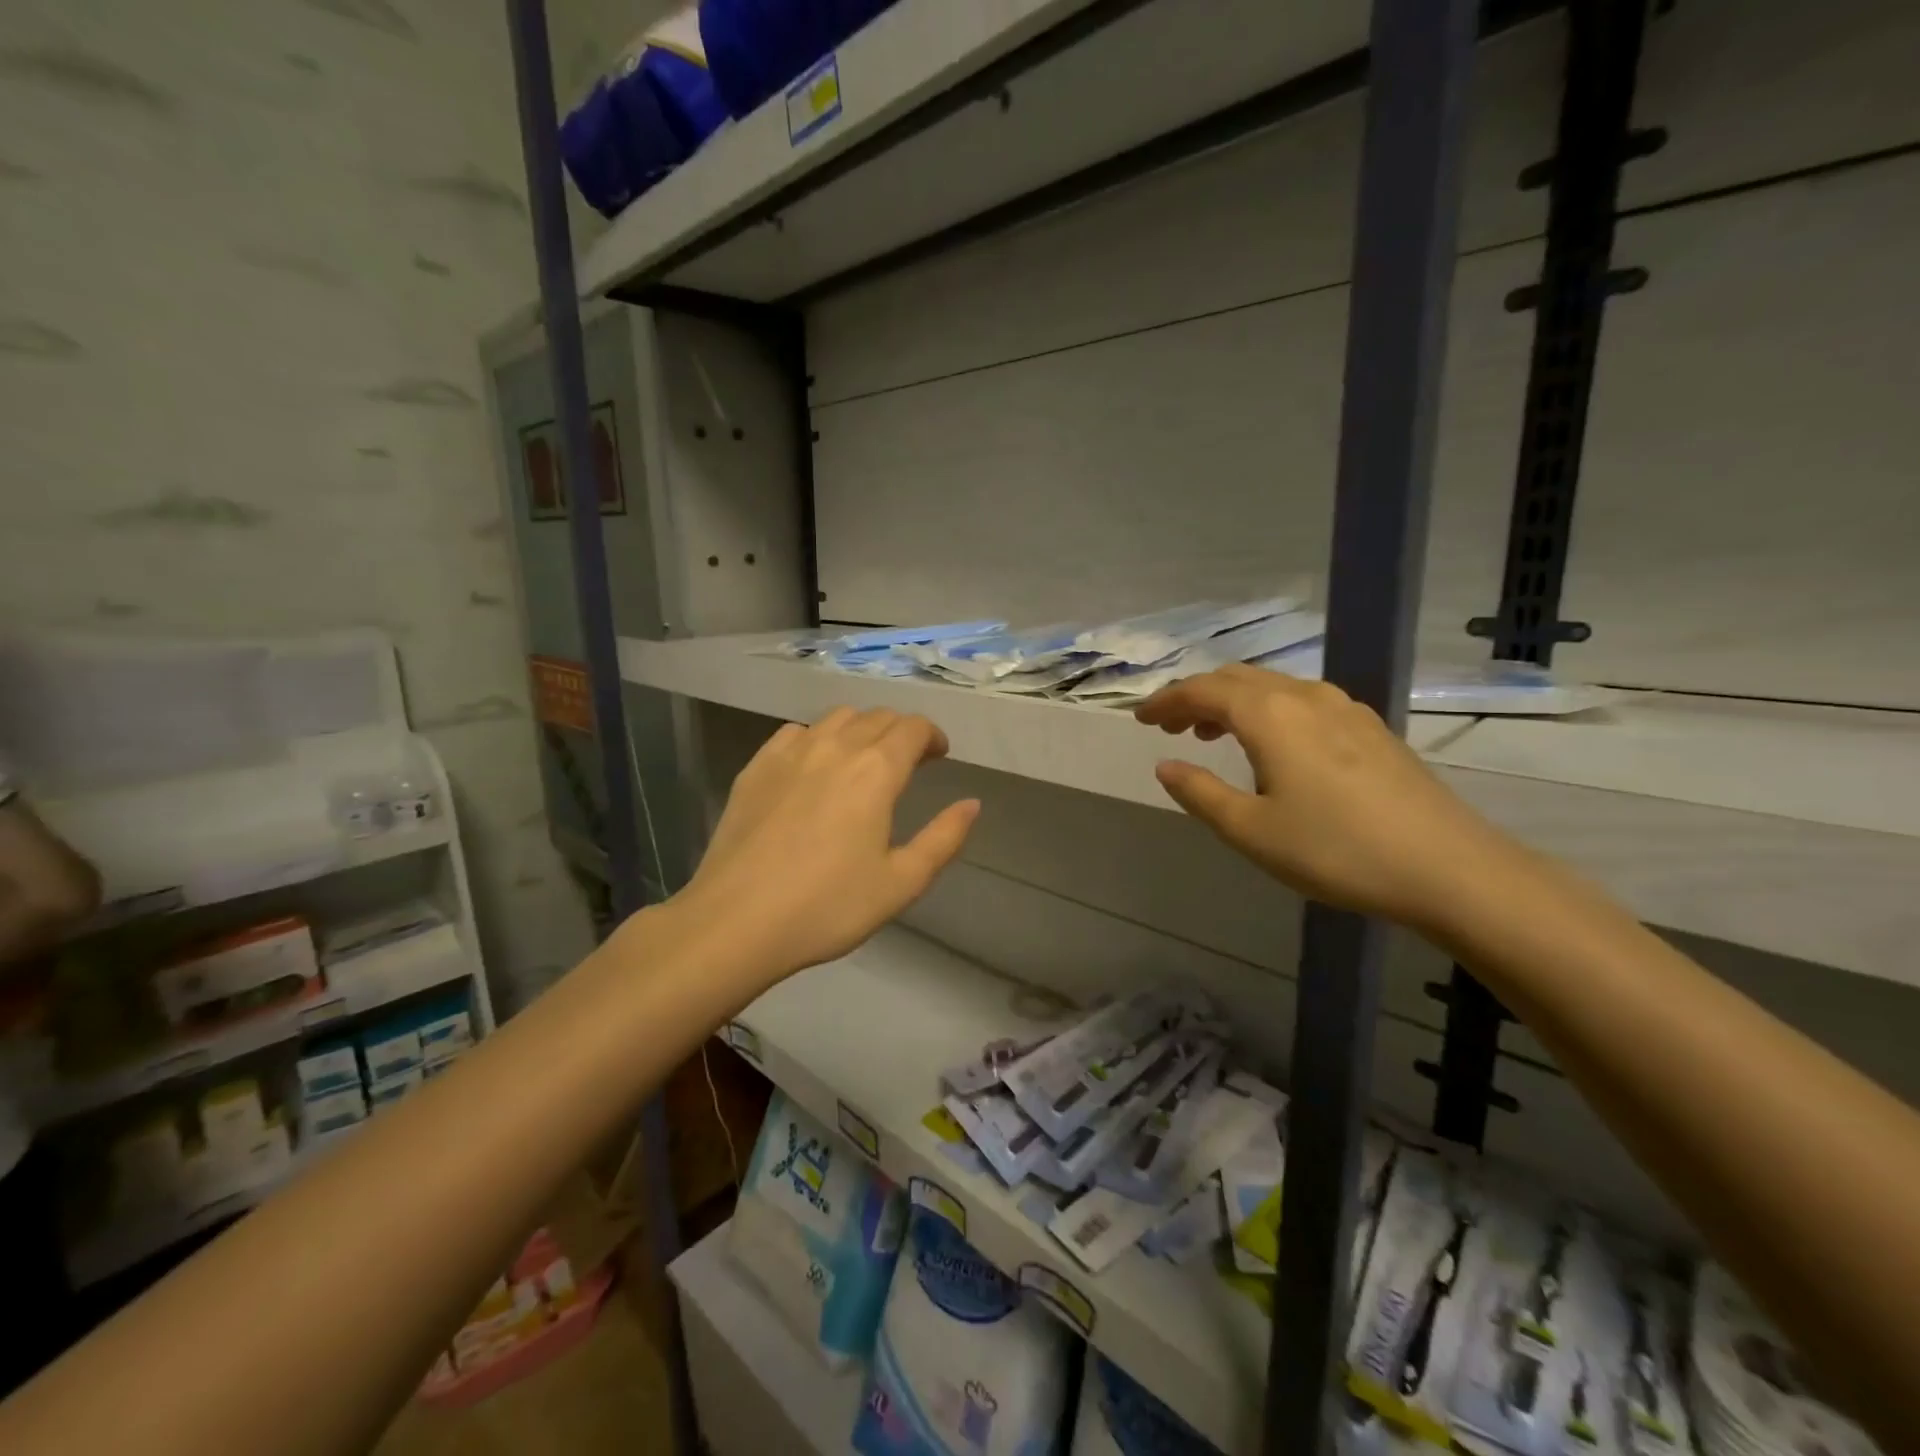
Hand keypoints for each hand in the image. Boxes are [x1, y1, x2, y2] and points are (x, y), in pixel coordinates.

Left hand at [670, 707, 979, 986]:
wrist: (737, 921)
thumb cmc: (828, 906)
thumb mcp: (901, 882)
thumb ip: (944, 838)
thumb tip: (972, 804)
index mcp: (876, 771)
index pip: (913, 728)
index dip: (932, 735)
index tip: (939, 754)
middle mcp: (835, 747)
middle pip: (877, 717)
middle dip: (900, 731)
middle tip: (908, 760)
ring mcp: (790, 753)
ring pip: (836, 718)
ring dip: (860, 729)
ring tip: (863, 760)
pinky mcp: (755, 767)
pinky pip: (795, 732)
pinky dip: (817, 738)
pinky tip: (813, 766)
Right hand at [1135, 665, 1517, 931]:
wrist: (1448, 867)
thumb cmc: (1335, 850)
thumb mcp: (1251, 830)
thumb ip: (1200, 793)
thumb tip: (1165, 766)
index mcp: (1269, 714)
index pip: (1202, 690)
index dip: (1166, 700)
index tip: (1140, 718)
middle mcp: (1305, 696)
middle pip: (1236, 679)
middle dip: (1196, 696)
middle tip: (1170, 726)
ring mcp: (1344, 708)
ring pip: (1273, 687)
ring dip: (1233, 702)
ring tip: (1212, 733)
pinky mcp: (1371, 728)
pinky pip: (1302, 701)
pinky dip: (1269, 711)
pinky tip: (1274, 746)